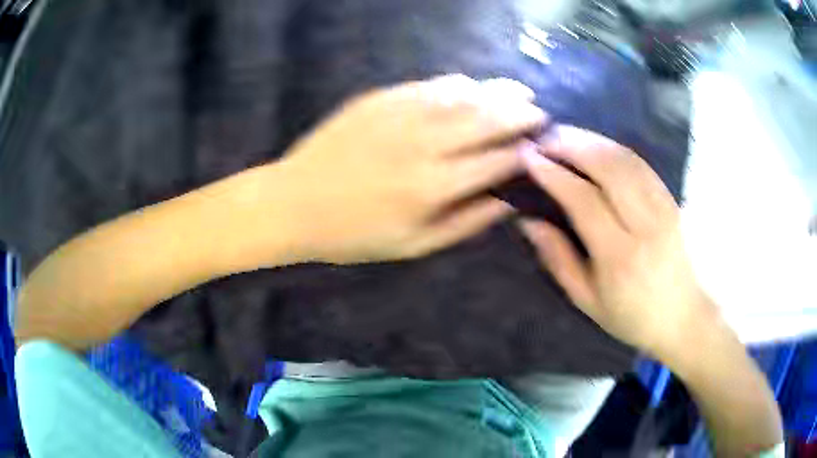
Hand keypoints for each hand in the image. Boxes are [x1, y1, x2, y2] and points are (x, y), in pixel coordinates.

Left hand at [270, 75, 544, 263]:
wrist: (294, 202)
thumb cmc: (353, 234)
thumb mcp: (414, 246)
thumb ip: (466, 221)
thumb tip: (508, 200)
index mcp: (435, 186)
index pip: (498, 160)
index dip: (525, 151)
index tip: (542, 147)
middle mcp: (425, 143)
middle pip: (489, 119)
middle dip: (521, 113)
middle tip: (540, 112)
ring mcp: (401, 113)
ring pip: (465, 94)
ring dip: (499, 91)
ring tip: (520, 91)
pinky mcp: (381, 97)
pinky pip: (431, 84)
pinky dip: (460, 84)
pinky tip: (473, 86)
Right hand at [519, 126, 717, 361]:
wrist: (684, 316)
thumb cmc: (633, 315)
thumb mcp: (587, 300)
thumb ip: (558, 258)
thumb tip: (528, 221)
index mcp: (619, 255)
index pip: (583, 199)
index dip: (553, 173)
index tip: (528, 156)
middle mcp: (645, 223)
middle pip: (608, 166)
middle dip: (571, 144)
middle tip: (543, 138)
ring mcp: (663, 206)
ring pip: (625, 158)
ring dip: (591, 140)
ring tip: (564, 136)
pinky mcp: (672, 198)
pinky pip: (640, 163)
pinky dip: (613, 148)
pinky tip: (596, 146)